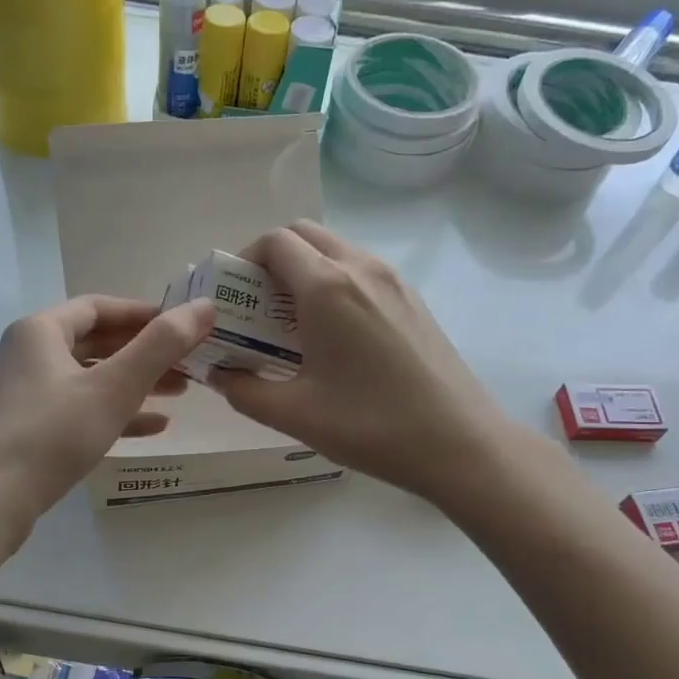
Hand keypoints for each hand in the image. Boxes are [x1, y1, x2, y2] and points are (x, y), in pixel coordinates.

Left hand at [0, 294, 215, 538]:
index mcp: (38, 331)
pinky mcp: (20, 428)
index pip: (98, 307)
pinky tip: (150, 428)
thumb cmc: (52, 435)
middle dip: (144, 354)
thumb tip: (204, 306)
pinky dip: (110, 412)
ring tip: (178, 395)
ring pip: (86, 379)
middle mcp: (23, 353)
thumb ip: (161, 346)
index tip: (182, 327)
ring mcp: (18, 393)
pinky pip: (73, 409)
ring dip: (132, 384)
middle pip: (94, 343)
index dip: (143, 313)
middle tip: (188, 365)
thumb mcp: (114, 388)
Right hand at [211, 222, 509, 504]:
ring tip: (291, 325)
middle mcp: (362, 269)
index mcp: (328, 287)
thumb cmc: (371, 426)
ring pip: (336, 251)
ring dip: (304, 273)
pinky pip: (362, 273)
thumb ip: (243, 390)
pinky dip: (334, 285)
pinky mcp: (413, 300)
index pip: (275, 242)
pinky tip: (332, 337)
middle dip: (271, 261)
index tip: (232, 298)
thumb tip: (217, 373)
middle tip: (256, 308)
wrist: (460, 443)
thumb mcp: (294, 414)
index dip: (243, 261)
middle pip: (305, 235)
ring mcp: (394, 281)